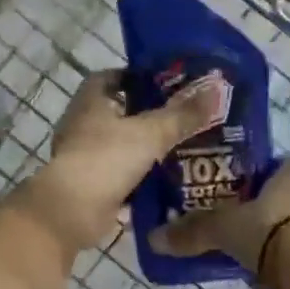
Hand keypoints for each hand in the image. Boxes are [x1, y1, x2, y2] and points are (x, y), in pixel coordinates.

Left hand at [18, 71, 216, 254]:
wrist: (72, 211)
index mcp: (91, 102)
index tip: (166, 83)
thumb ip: (183, 114)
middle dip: (148, 115)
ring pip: (120, 145)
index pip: (111, 77)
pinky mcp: (90, 185)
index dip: (136, 77)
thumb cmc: (106, 159)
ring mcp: (84, 156)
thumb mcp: (151, 133)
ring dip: (144, 147)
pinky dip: (139, 177)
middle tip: (183, 117)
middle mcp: (83, 125)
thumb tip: (217, 88)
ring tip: (181, 147)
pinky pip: (120, 175)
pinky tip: (166, 180)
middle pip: (118, 112)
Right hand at [149, 158, 289, 272]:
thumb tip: (153, 238)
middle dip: (255, 210)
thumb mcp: (225, 229)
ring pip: (289, 225)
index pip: (267, 164)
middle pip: (277, 196)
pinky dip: (282, 260)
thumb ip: (193, 232)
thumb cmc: (271, 232)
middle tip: (226, 223)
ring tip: (241, 251)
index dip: (246, 175)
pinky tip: (263, 273)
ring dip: (269, 236)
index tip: (223, 189)